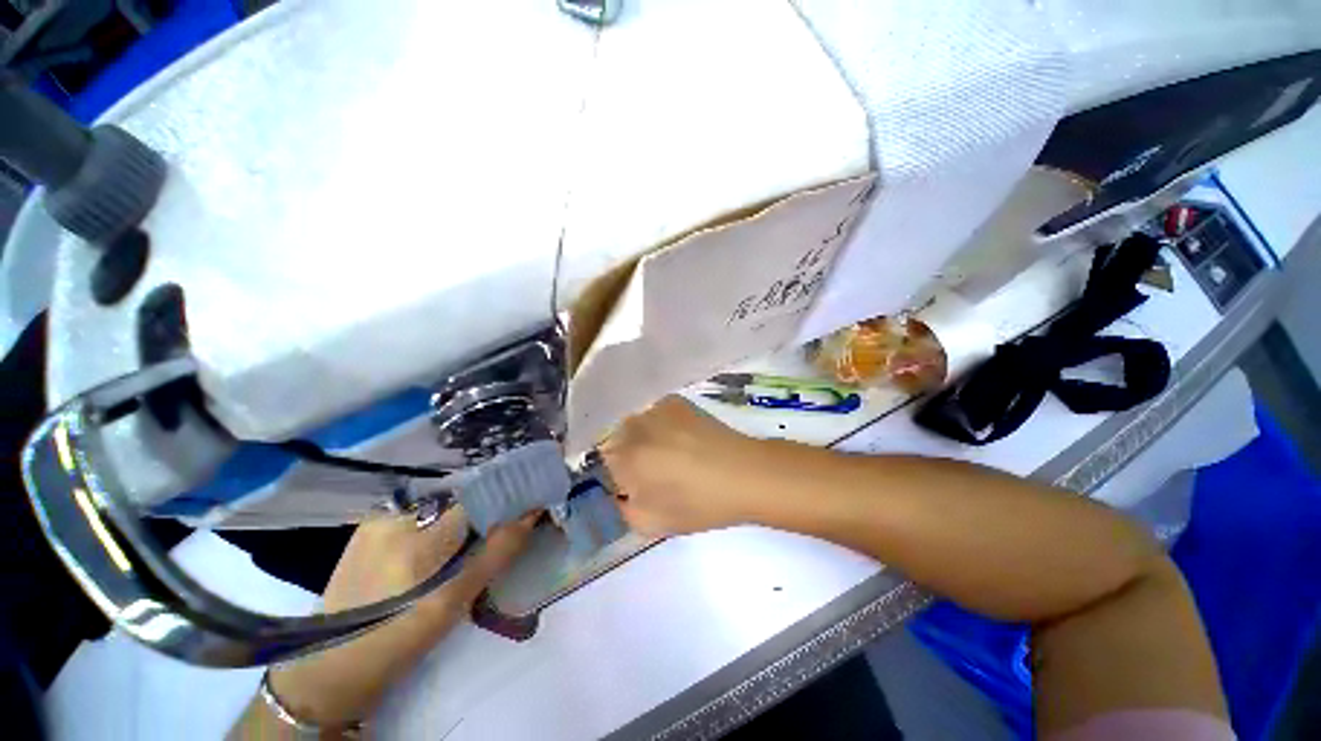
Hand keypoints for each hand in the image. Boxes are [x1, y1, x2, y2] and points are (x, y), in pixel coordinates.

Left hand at [261, 509, 534, 730]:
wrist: (327, 668)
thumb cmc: (397, 641)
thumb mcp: (453, 603)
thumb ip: (496, 553)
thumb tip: (532, 513)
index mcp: (417, 538)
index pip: (478, 496)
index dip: (507, 496)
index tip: (530, 500)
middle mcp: (396, 516)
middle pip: (460, 497)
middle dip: (487, 507)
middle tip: (504, 525)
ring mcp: (378, 518)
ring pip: (440, 505)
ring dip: (462, 515)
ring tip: (471, 539)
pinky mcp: (367, 526)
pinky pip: (419, 512)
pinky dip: (439, 521)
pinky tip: (438, 544)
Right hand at [600, 395, 767, 536]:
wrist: (745, 473)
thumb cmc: (700, 503)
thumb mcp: (654, 523)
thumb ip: (624, 510)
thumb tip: (620, 494)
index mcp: (627, 458)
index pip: (602, 463)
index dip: (616, 476)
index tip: (633, 486)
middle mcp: (635, 427)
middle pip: (615, 440)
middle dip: (626, 455)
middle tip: (651, 472)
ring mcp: (656, 410)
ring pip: (635, 425)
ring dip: (642, 439)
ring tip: (670, 454)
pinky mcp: (675, 401)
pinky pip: (654, 414)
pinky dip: (659, 425)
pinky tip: (681, 438)